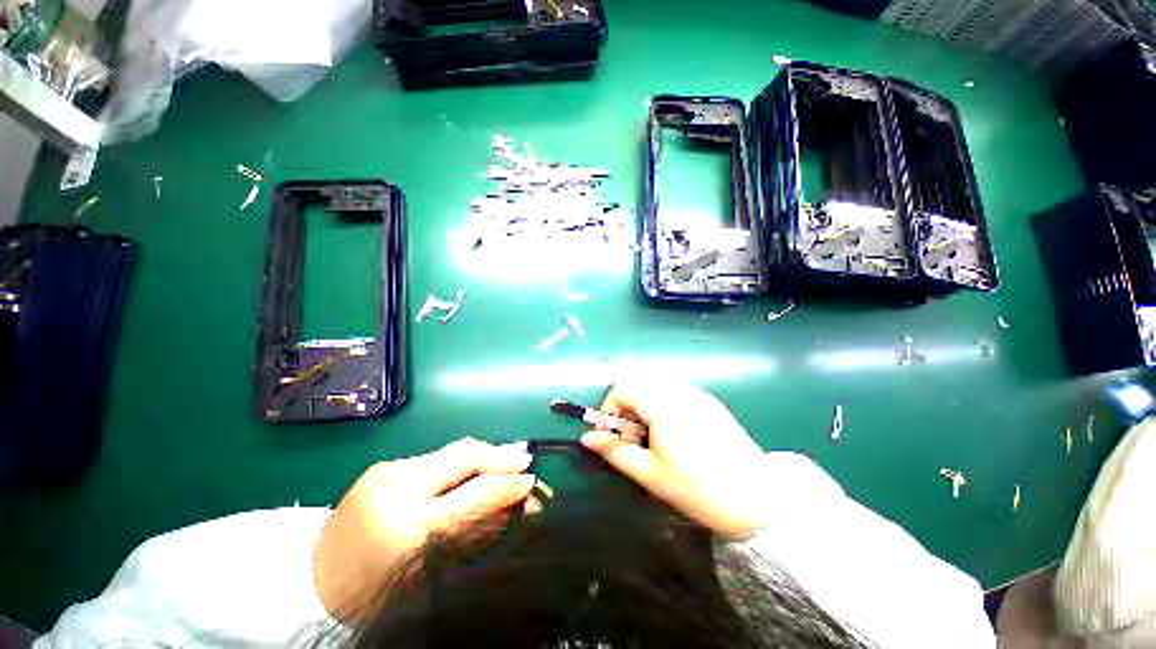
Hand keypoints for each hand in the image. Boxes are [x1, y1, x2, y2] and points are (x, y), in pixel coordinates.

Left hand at [314, 438, 534, 621]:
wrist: (312, 581)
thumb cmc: (375, 592)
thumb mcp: (431, 570)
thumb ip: (475, 533)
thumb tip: (512, 509)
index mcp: (410, 527)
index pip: (474, 495)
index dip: (507, 485)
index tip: (531, 481)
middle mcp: (399, 488)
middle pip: (464, 455)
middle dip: (499, 454)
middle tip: (525, 455)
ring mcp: (388, 471)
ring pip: (451, 451)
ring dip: (482, 454)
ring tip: (507, 456)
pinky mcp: (384, 466)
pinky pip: (434, 458)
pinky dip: (459, 462)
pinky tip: (472, 467)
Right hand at [581, 380, 768, 540]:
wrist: (758, 500)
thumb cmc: (698, 489)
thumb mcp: (650, 474)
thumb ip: (615, 452)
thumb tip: (587, 438)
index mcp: (663, 405)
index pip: (623, 387)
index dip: (610, 408)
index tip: (614, 435)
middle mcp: (679, 391)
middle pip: (640, 382)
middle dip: (627, 405)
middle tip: (632, 437)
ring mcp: (698, 394)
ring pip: (658, 385)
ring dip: (644, 403)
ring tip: (652, 436)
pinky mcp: (710, 402)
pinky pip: (676, 391)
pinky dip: (663, 403)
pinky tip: (674, 432)